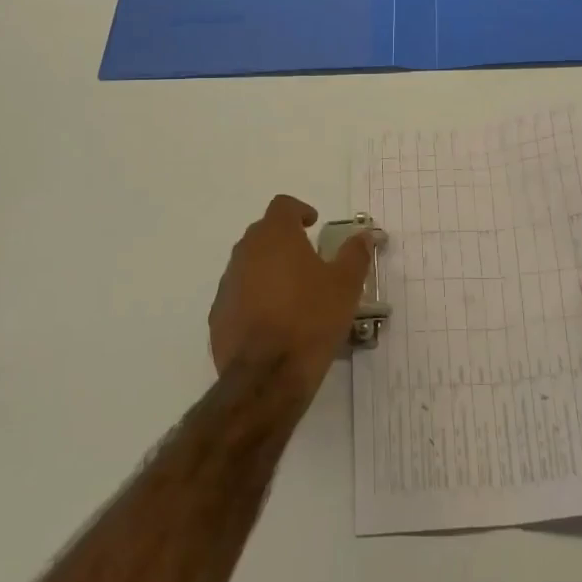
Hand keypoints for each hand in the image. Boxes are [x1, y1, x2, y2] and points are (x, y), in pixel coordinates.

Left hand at [209, 195, 375, 403]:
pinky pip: (239, 294)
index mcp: (275, 237)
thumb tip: (363, 236)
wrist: (267, 376)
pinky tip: (274, 320)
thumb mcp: (346, 286)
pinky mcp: (218, 314)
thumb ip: (355, 254)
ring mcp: (227, 284)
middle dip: (284, 239)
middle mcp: (245, 252)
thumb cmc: (311, 319)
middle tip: (308, 258)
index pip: (282, 206)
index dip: (299, 210)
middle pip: (263, 232)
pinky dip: (255, 297)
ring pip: (249, 264)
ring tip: (293, 292)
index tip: (313, 224)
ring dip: (269, 269)